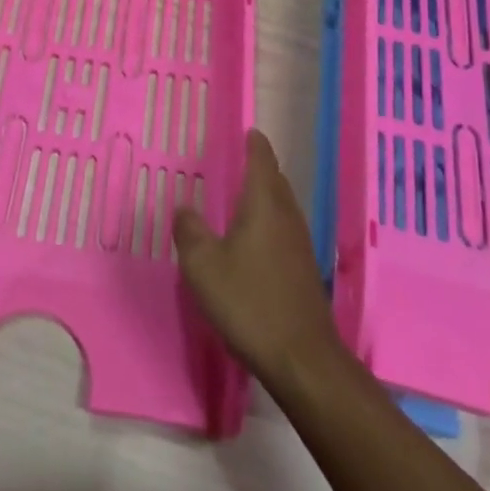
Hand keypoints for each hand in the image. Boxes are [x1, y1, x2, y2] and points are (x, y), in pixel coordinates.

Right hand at [174, 129, 341, 383]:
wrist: (302, 359)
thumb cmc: (249, 302)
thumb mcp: (203, 267)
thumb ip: (190, 232)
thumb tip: (184, 208)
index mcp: (263, 204)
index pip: (261, 161)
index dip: (255, 144)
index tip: (250, 131)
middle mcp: (286, 216)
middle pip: (276, 181)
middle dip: (262, 168)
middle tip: (243, 160)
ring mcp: (300, 245)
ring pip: (283, 206)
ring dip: (268, 196)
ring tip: (247, 196)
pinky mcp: (305, 272)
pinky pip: (286, 230)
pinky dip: (272, 222)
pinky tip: (258, 240)